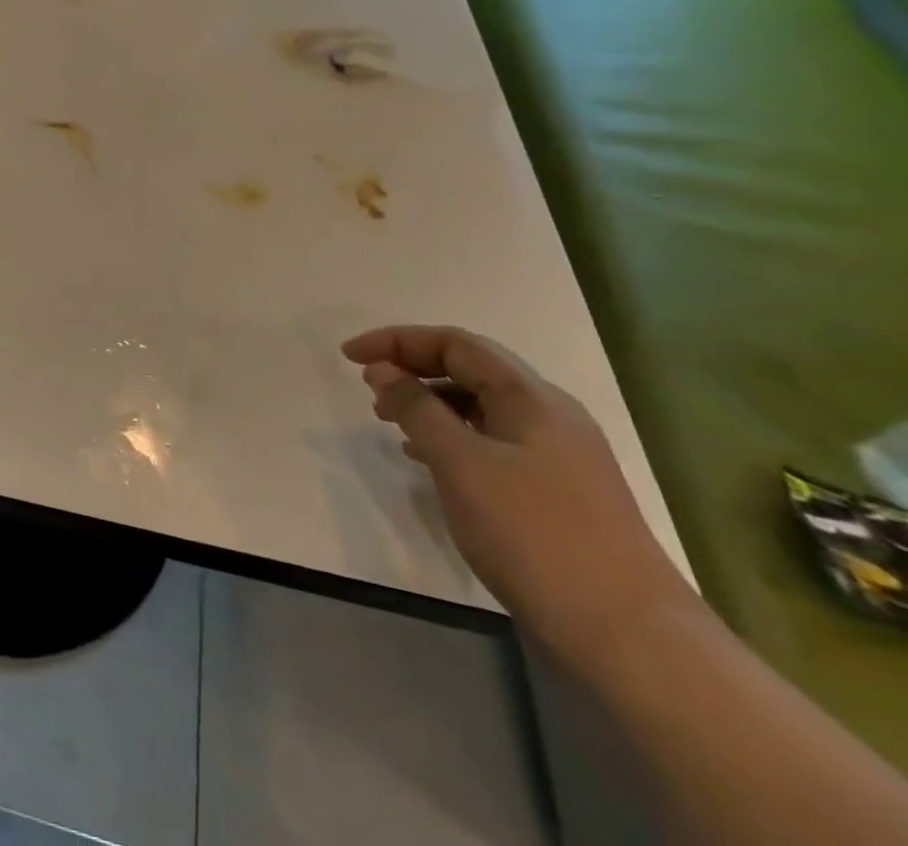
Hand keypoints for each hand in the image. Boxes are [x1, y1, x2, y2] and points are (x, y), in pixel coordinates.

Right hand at [342, 325, 694, 665]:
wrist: (630, 638)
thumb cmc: (535, 534)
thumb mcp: (460, 463)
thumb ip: (416, 408)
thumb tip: (383, 370)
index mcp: (531, 398)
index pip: (455, 343)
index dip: (397, 341)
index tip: (349, 356)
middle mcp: (549, 416)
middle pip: (470, 370)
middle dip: (412, 369)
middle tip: (367, 389)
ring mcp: (558, 456)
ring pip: (480, 408)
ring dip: (429, 404)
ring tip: (390, 424)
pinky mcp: (556, 492)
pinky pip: (491, 442)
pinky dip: (451, 438)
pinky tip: (428, 461)